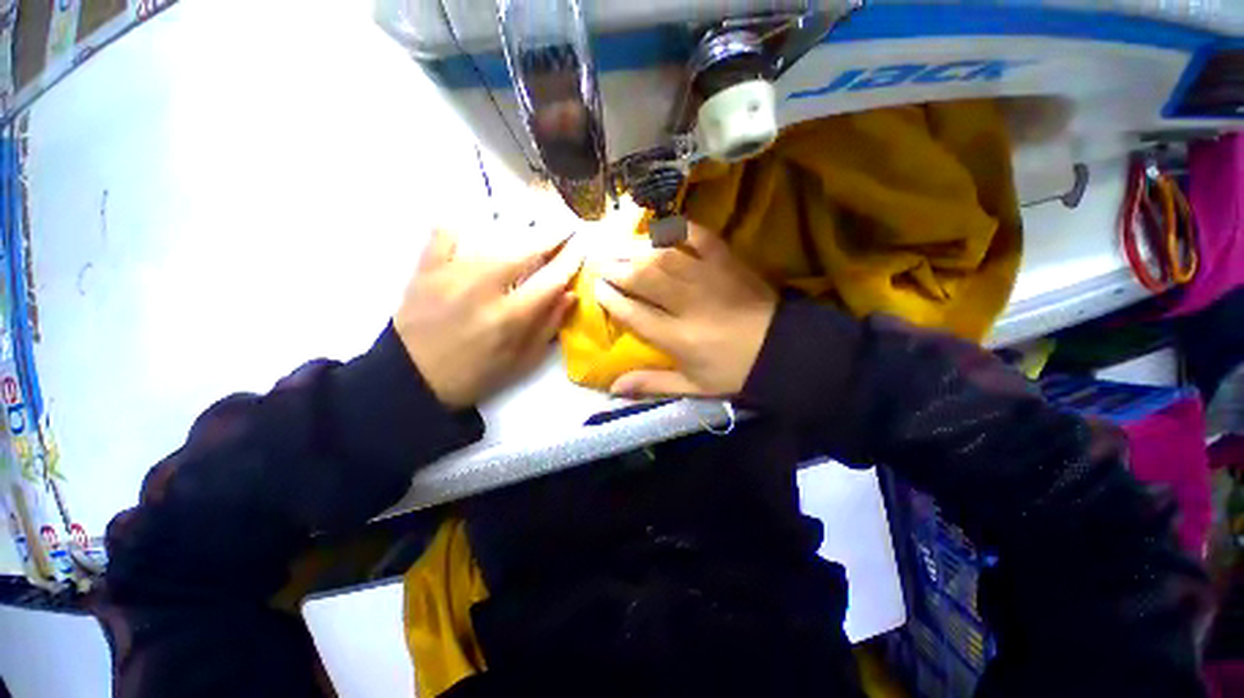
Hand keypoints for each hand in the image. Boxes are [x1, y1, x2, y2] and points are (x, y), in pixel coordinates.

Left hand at [395, 229, 579, 408]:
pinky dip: (458, 228)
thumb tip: (570, 294)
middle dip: (550, 238)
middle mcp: (482, 289)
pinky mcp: (425, 270)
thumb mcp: (522, 361)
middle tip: (564, 229)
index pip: (551, 280)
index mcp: (509, 318)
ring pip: (492, 242)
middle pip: (525, 253)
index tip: (581, 248)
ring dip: (516, 235)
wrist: (413, 379)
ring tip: (530, 228)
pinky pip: (444, 235)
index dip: (570, 262)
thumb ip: (548, 326)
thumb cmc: (476, 375)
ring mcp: (451, 275)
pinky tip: (469, 226)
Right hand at [595, 223, 776, 397]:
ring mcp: (708, 277)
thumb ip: (652, 385)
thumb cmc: (734, 370)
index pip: (634, 314)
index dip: (611, 300)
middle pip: (643, 279)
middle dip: (615, 269)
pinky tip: (660, 229)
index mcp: (678, 337)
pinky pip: (699, 236)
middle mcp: (687, 303)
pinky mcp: (727, 261)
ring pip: (663, 257)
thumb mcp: (693, 387)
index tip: (597, 290)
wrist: (784, 350)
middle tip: (597, 261)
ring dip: (634, 249)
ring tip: (615, 245)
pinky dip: (678, 229)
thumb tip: (613, 388)